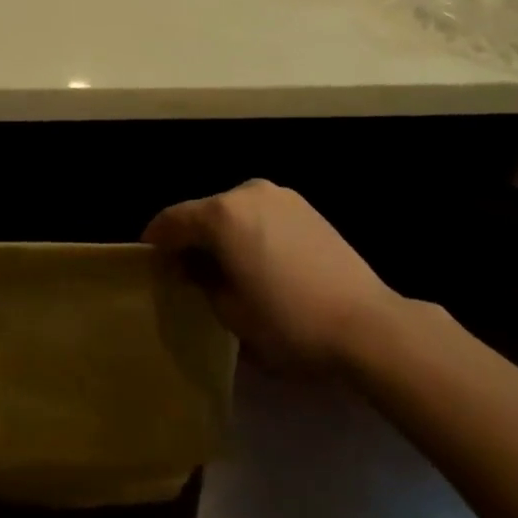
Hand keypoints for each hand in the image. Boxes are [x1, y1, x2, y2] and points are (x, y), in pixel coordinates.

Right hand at [142, 180, 393, 368]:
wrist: (367, 325)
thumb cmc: (288, 322)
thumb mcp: (230, 312)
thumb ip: (201, 281)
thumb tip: (193, 267)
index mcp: (221, 214)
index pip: (172, 220)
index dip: (156, 241)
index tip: (150, 261)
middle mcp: (247, 193)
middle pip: (204, 212)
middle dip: (191, 238)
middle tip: (186, 271)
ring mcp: (281, 196)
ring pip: (234, 212)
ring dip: (222, 235)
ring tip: (225, 268)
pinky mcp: (306, 208)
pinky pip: (262, 216)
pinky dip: (250, 232)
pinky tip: (259, 262)